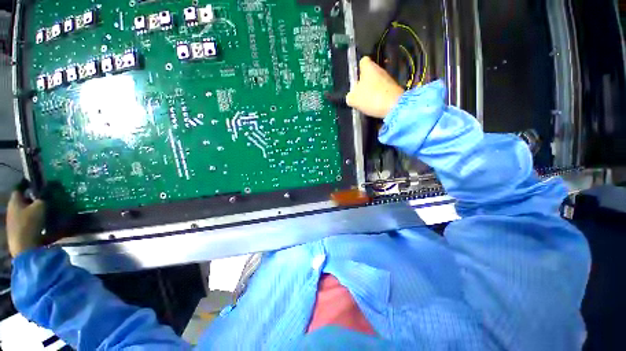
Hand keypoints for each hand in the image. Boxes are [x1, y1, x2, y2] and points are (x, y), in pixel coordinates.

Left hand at [6, 191, 45, 256]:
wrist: (23, 246)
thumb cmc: (30, 222)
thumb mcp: (40, 207)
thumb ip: (42, 200)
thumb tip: (43, 198)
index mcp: (14, 201)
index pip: (19, 190)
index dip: (28, 189)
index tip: (38, 191)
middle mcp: (10, 209)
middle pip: (21, 203)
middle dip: (30, 203)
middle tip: (42, 204)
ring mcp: (12, 221)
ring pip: (23, 213)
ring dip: (31, 213)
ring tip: (42, 215)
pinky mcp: (16, 231)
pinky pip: (24, 222)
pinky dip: (31, 222)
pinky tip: (38, 225)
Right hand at [346, 56, 404, 118]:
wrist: (394, 107)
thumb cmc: (371, 98)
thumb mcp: (353, 99)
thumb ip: (350, 96)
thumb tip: (351, 96)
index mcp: (369, 67)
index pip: (363, 61)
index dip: (358, 68)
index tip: (355, 78)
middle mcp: (380, 69)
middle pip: (370, 73)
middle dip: (364, 82)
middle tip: (358, 94)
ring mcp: (389, 79)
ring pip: (377, 82)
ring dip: (372, 90)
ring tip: (366, 102)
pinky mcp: (394, 89)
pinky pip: (383, 91)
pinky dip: (379, 97)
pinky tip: (375, 106)